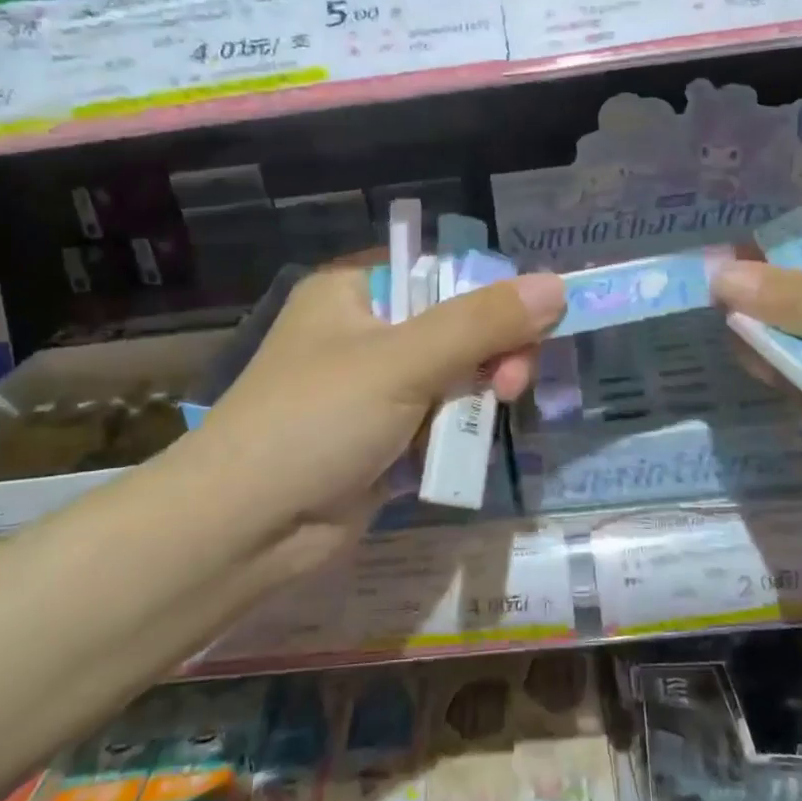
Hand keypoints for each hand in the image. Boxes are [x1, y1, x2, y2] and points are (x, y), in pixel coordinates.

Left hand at [168, 256, 564, 567]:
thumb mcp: (403, 362)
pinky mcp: (381, 438)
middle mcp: (364, 332)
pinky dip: (455, 434)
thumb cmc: (316, 421)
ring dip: (476, 399)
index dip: (491, 294)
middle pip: (455, 326)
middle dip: (491, 355)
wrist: (245, 529)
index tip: (529, 327)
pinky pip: (439, 421)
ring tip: (485, 423)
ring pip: (453, 378)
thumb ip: (482, 323)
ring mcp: (372, 389)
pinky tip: (459, 452)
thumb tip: (556, 285)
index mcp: (355, 291)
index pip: (442, 271)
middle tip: (512, 387)